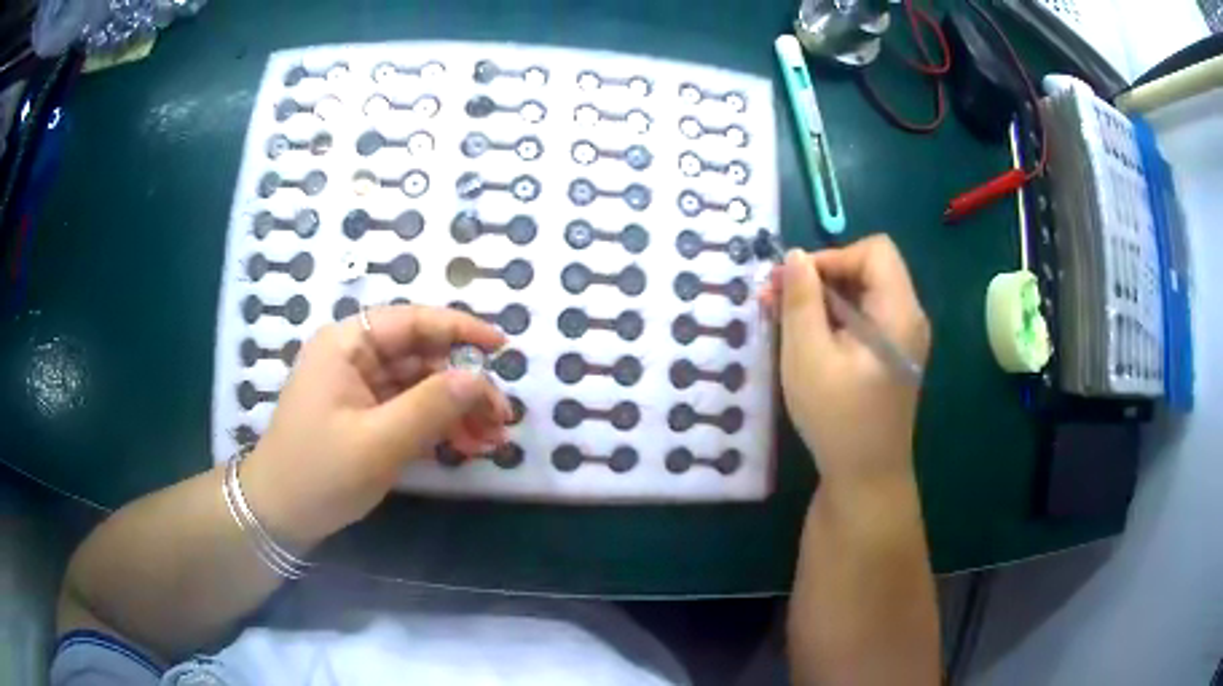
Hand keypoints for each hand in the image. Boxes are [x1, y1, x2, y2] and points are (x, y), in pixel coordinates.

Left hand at [240, 305, 511, 547]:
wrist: (279, 515)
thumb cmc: (320, 473)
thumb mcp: (379, 442)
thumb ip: (432, 406)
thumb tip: (481, 379)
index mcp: (347, 345)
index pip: (412, 321)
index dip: (460, 329)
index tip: (501, 348)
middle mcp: (354, 357)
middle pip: (421, 356)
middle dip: (464, 384)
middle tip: (501, 418)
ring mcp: (359, 388)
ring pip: (420, 386)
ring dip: (456, 410)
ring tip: (491, 440)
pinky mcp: (364, 416)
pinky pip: (409, 410)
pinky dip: (438, 426)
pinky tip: (466, 445)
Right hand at [760, 236, 929, 487]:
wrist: (866, 478)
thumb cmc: (838, 418)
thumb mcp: (807, 356)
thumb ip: (801, 300)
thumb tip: (794, 256)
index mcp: (899, 312)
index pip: (874, 251)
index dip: (832, 256)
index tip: (795, 284)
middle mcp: (908, 318)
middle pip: (869, 269)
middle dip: (821, 277)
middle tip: (776, 299)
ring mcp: (902, 339)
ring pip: (864, 294)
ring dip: (823, 299)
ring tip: (784, 321)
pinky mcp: (891, 357)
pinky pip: (865, 319)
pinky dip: (834, 320)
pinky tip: (807, 342)